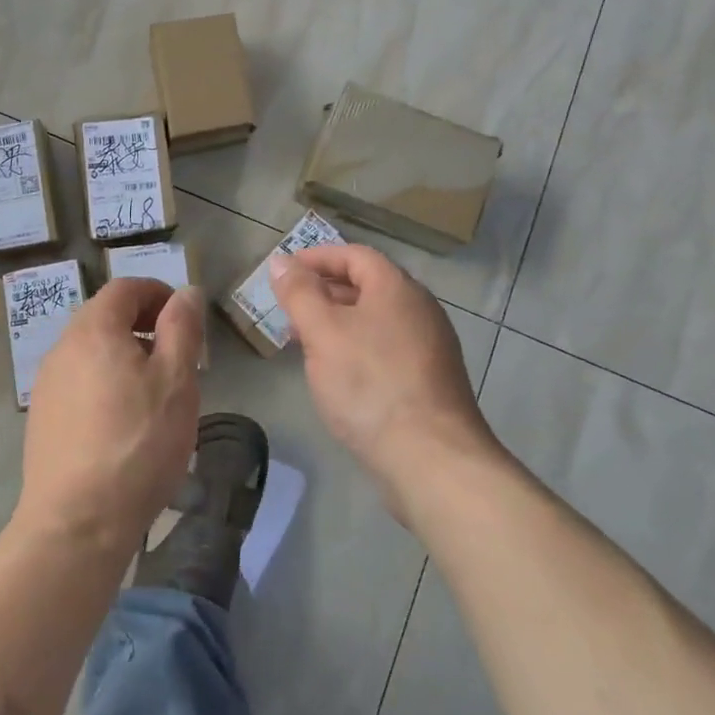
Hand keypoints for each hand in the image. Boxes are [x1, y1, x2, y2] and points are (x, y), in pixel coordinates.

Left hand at [14, 278, 204, 556]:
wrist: (77, 523)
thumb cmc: (137, 443)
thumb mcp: (176, 380)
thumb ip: (182, 328)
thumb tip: (186, 292)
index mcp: (93, 329)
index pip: (125, 288)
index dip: (158, 293)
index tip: (184, 319)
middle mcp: (62, 347)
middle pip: (105, 316)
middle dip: (143, 324)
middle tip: (176, 356)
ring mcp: (47, 384)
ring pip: (91, 350)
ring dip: (124, 355)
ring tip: (154, 392)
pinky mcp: (42, 418)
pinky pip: (79, 381)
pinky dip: (105, 382)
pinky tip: (123, 422)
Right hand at [268, 244, 499, 524]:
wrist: (432, 460)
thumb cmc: (370, 384)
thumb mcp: (322, 332)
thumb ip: (299, 293)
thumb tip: (281, 262)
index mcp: (397, 288)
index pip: (355, 255)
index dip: (317, 257)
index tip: (284, 271)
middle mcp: (420, 309)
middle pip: (368, 285)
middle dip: (325, 291)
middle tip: (290, 307)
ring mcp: (431, 347)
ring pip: (376, 319)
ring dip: (339, 321)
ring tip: (306, 341)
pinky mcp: (431, 381)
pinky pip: (387, 348)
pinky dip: (358, 347)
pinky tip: (339, 374)